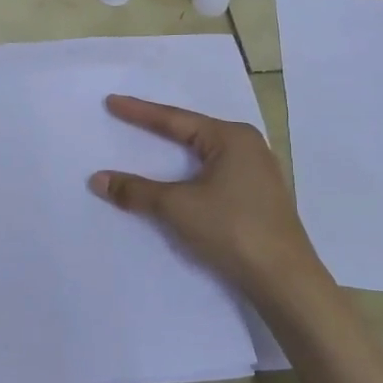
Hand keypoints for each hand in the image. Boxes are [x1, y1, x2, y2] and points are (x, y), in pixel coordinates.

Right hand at [90, 94, 323, 302]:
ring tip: (148, 145)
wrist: (284, 280)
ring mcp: (257, 173)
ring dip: (175, 154)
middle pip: (192, 132)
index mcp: (232, 138)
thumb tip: (98, 180)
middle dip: (159, 129)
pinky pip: (214, 174)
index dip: (139, 112)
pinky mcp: (258, 198)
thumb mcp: (177, 207)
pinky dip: (190, 174)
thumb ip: (136, 191)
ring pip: (204, 155)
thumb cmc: (232, 229)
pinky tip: (178, 179)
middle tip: (127, 119)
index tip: (112, 102)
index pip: (175, 119)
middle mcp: (248, 147)